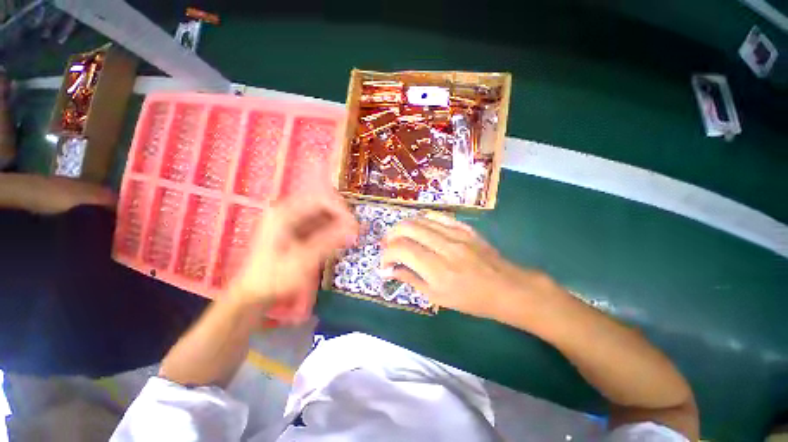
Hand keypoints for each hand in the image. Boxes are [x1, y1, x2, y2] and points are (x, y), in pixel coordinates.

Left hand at [229, 193, 358, 310]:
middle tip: (354, 232)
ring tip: (349, 238)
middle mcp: (288, 213)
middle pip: (323, 206)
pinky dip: (331, 232)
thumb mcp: (303, 260)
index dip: (340, 209)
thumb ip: (329, 241)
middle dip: (341, 217)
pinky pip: (320, 226)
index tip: (353, 224)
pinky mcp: (297, 232)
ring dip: (338, 225)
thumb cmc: (275, 277)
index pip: (320, 200)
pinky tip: (339, 242)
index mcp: (284, 214)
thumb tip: (353, 228)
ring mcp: (292, 222)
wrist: (255, 294)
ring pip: (323, 216)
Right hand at [381, 212, 562, 321]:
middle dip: (391, 235)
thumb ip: (411, 279)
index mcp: (437, 269)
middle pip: (407, 227)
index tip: (385, 263)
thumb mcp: (438, 298)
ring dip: (404, 227)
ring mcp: (456, 234)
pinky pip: (438, 216)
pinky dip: (423, 220)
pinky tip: (419, 228)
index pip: (402, 249)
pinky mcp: (464, 228)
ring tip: (400, 237)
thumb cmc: (471, 300)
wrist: (507, 288)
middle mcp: (444, 246)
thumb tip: (389, 270)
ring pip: (420, 219)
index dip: (387, 254)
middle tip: (388, 246)